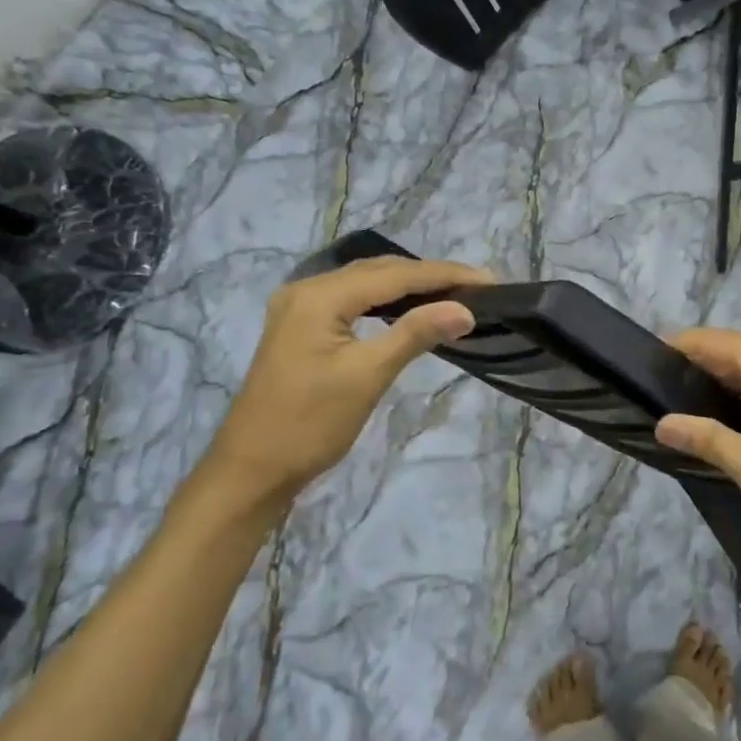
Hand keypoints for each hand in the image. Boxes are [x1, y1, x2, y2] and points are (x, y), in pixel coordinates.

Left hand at [193, 256, 494, 515]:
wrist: (252, 469)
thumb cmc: (310, 424)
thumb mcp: (367, 376)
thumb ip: (415, 333)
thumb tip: (465, 309)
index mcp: (319, 296)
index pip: (394, 275)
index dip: (444, 275)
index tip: (488, 279)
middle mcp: (306, 289)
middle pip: (379, 272)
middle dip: (429, 276)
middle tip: (476, 285)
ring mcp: (299, 307)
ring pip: (365, 284)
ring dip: (408, 286)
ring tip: (452, 293)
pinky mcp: (300, 326)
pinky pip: (352, 300)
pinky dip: (385, 301)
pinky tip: (408, 308)